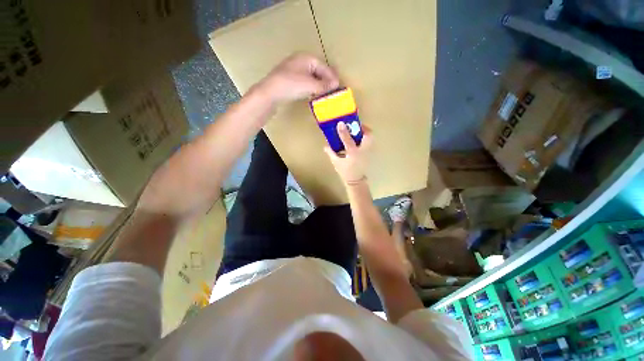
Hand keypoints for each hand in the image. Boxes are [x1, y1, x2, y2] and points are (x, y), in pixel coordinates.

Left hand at [258, 53, 339, 103]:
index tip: (338, 87)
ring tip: (324, 94)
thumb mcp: (310, 85)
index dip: (332, 77)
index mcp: (307, 58)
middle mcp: (300, 61)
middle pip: (318, 71)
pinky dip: (310, 87)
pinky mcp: (289, 79)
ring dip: (318, 85)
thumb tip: (336, 84)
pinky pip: (305, 81)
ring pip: (311, 77)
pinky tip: (313, 94)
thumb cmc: (291, 85)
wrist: (270, 92)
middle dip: (325, 81)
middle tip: (332, 92)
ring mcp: (294, 69)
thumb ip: (324, 85)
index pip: (324, 67)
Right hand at [324, 122, 372, 185]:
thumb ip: (331, 153)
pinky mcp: (370, 154)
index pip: (348, 139)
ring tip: (357, 131)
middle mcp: (362, 151)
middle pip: (368, 135)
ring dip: (365, 132)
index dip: (343, 131)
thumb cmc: (346, 172)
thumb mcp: (336, 163)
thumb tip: (325, 146)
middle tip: (354, 126)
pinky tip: (358, 140)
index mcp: (353, 153)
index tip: (340, 123)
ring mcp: (368, 152)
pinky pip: (370, 142)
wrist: (356, 181)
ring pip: (371, 138)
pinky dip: (365, 138)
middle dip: (362, 128)